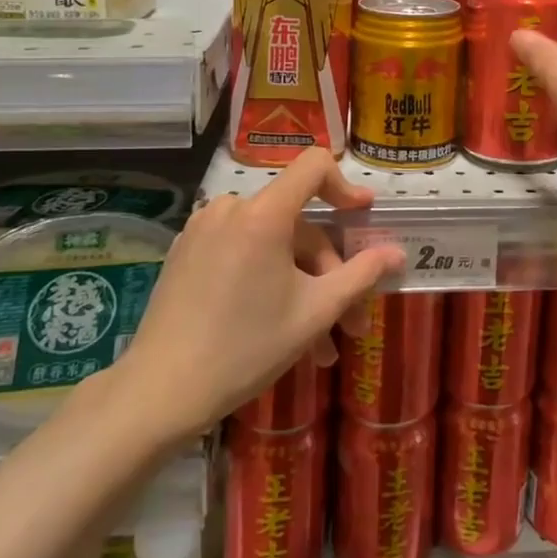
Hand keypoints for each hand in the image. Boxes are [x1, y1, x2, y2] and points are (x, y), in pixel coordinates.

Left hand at [123, 149, 404, 436]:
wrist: (159, 392)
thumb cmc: (246, 348)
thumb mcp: (315, 313)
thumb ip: (361, 275)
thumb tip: (397, 254)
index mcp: (263, 213)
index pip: (313, 166)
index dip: (345, 185)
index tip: (363, 215)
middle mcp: (230, 208)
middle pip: (296, 223)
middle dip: (328, 271)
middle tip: (347, 323)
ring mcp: (202, 229)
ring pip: (271, 244)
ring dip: (300, 285)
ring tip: (317, 346)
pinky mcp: (185, 252)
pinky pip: (240, 251)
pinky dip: (266, 279)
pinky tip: (276, 327)